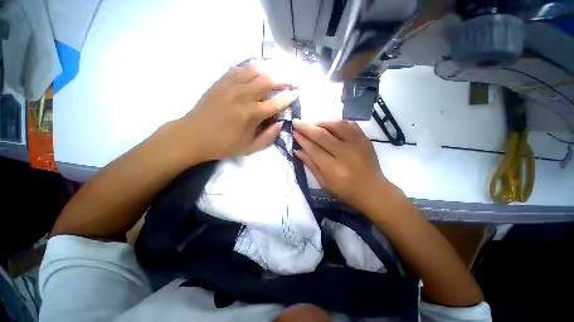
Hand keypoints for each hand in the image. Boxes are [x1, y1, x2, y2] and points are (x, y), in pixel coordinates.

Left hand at [176, 64, 298, 162]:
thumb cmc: (223, 145)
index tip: (296, 93)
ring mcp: (230, 86)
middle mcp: (243, 96)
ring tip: (276, 75)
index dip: (289, 98)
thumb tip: (281, 123)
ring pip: (255, 70)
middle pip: (268, 81)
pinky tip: (256, 72)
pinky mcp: (221, 81)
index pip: (276, 103)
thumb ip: (269, 137)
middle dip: (283, 80)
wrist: (193, 136)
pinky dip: (251, 68)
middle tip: (290, 81)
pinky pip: (239, 69)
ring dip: (269, 71)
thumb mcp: (250, 148)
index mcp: (251, 115)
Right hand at [292, 119, 393, 211]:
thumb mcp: (323, 182)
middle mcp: (345, 154)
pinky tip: (330, 125)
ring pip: (336, 125)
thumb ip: (310, 164)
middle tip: (296, 122)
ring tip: (313, 125)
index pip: (313, 149)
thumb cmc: (345, 190)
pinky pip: (350, 124)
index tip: (294, 132)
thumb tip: (297, 150)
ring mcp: (357, 144)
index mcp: (333, 169)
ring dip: (321, 122)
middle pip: (322, 135)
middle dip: (307, 127)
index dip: (302, 139)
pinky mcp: (365, 140)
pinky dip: (337, 122)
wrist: (373, 190)